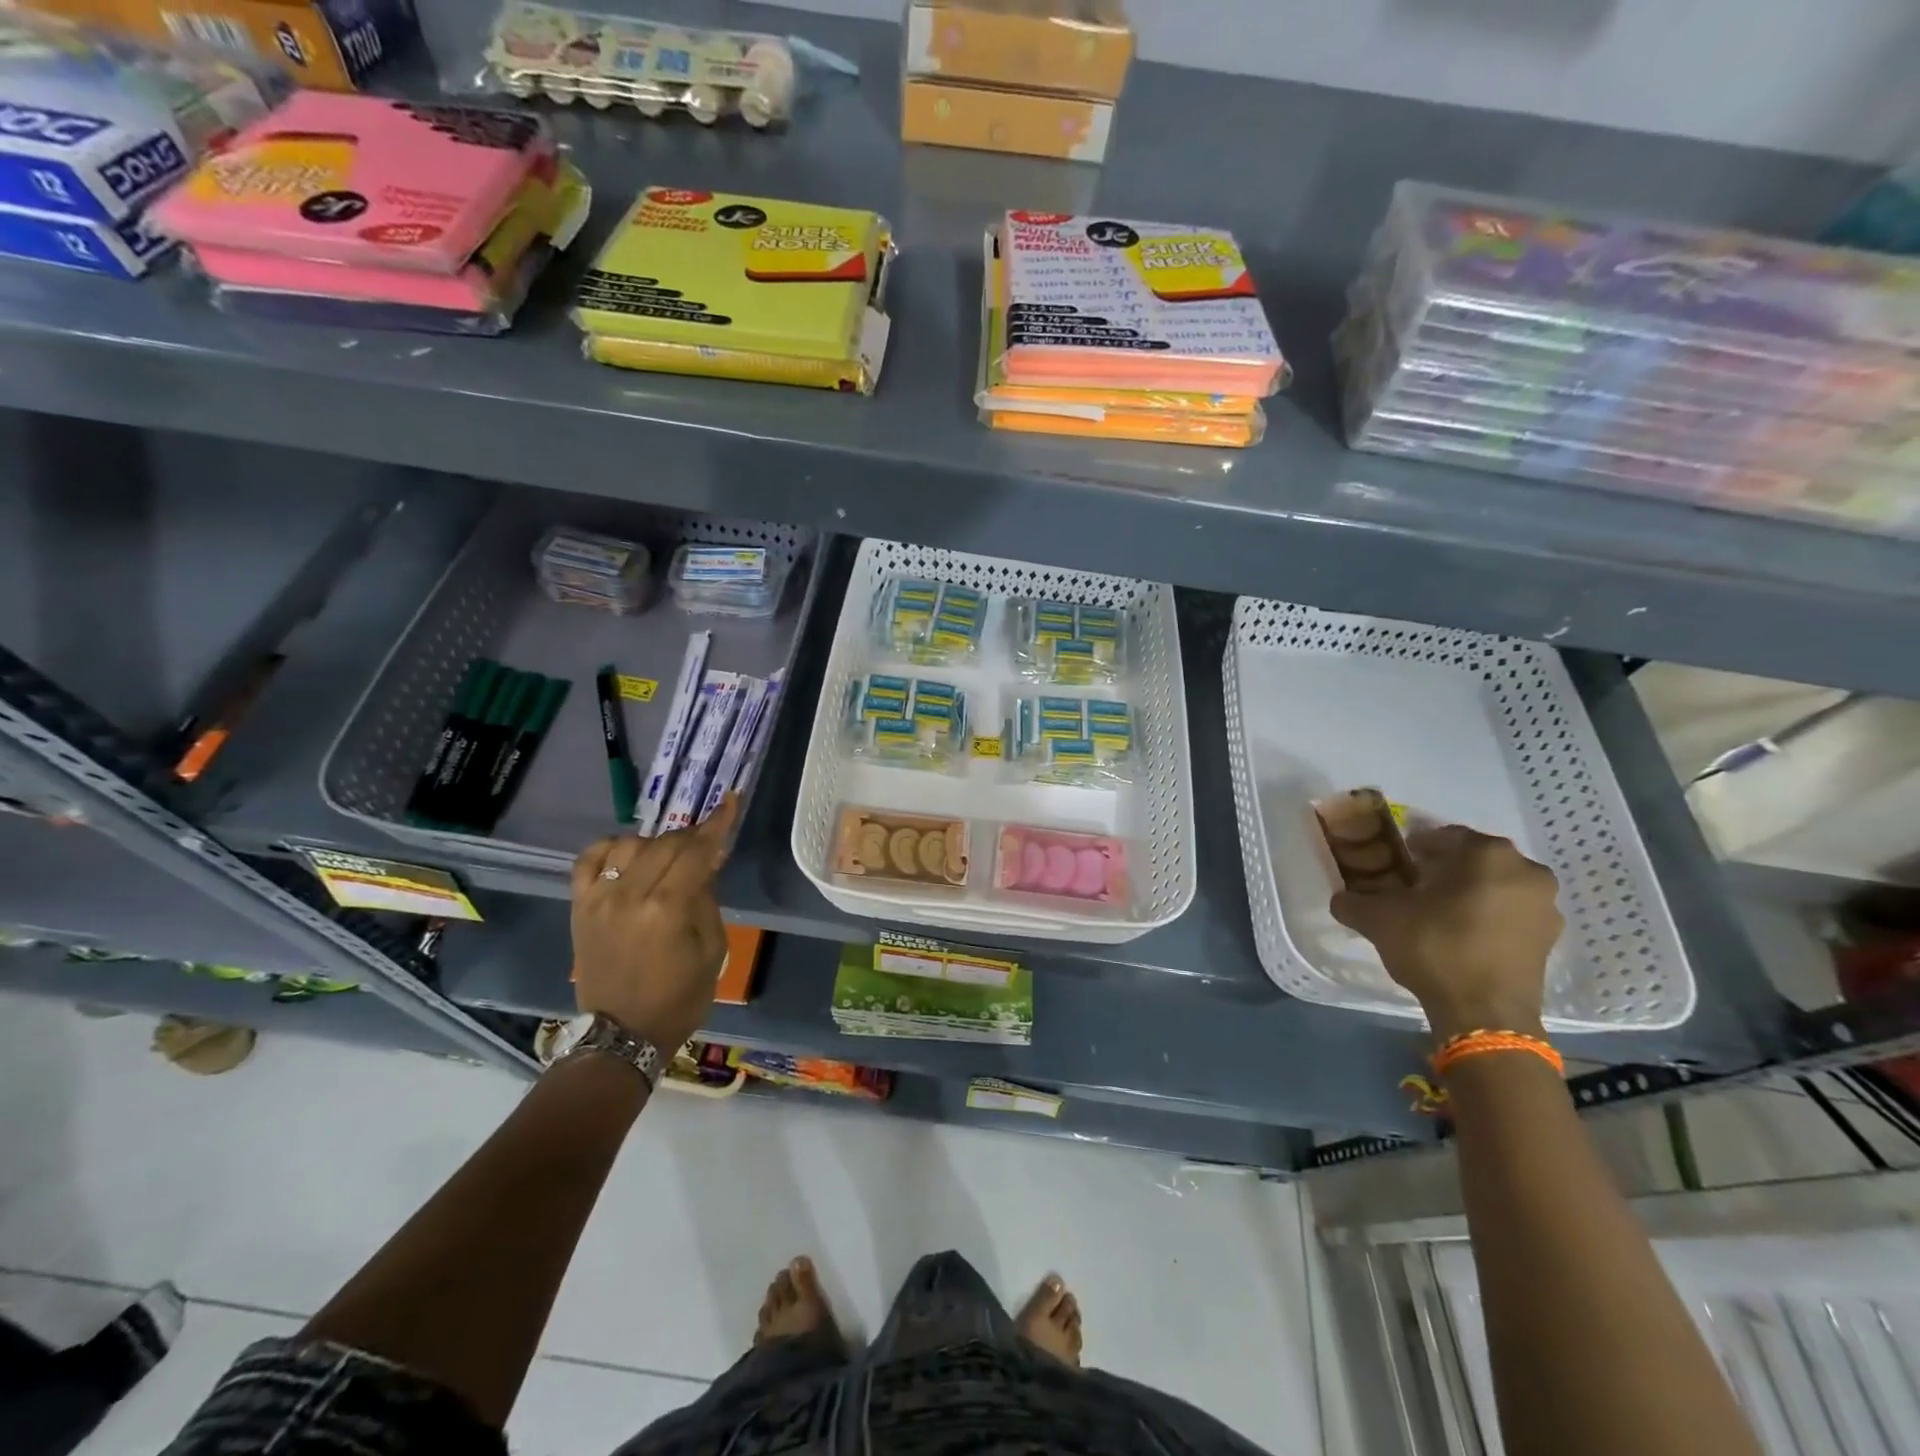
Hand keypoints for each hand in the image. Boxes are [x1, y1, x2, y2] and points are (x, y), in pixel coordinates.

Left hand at [569, 795, 738, 1052]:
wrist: (622, 1033)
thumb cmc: (679, 997)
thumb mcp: (713, 950)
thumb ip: (707, 899)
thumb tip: (705, 863)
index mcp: (668, 909)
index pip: (697, 851)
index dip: (717, 823)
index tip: (730, 800)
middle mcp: (630, 895)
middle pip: (666, 844)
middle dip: (692, 837)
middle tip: (707, 844)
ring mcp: (599, 899)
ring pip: (631, 845)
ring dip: (656, 843)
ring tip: (668, 858)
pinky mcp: (580, 907)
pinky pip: (588, 860)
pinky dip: (610, 848)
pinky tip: (627, 854)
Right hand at [1330, 825, 1561, 1040]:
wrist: (1484, 1013)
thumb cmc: (1435, 947)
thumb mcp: (1378, 918)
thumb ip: (1353, 901)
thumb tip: (1342, 898)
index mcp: (1487, 853)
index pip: (1442, 836)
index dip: (1414, 849)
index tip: (1395, 865)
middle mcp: (1526, 870)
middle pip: (1473, 860)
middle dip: (1444, 869)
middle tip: (1413, 888)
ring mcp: (1545, 906)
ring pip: (1495, 886)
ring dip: (1468, 892)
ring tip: (1435, 913)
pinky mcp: (1550, 939)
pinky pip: (1510, 913)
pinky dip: (1487, 916)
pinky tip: (1459, 935)